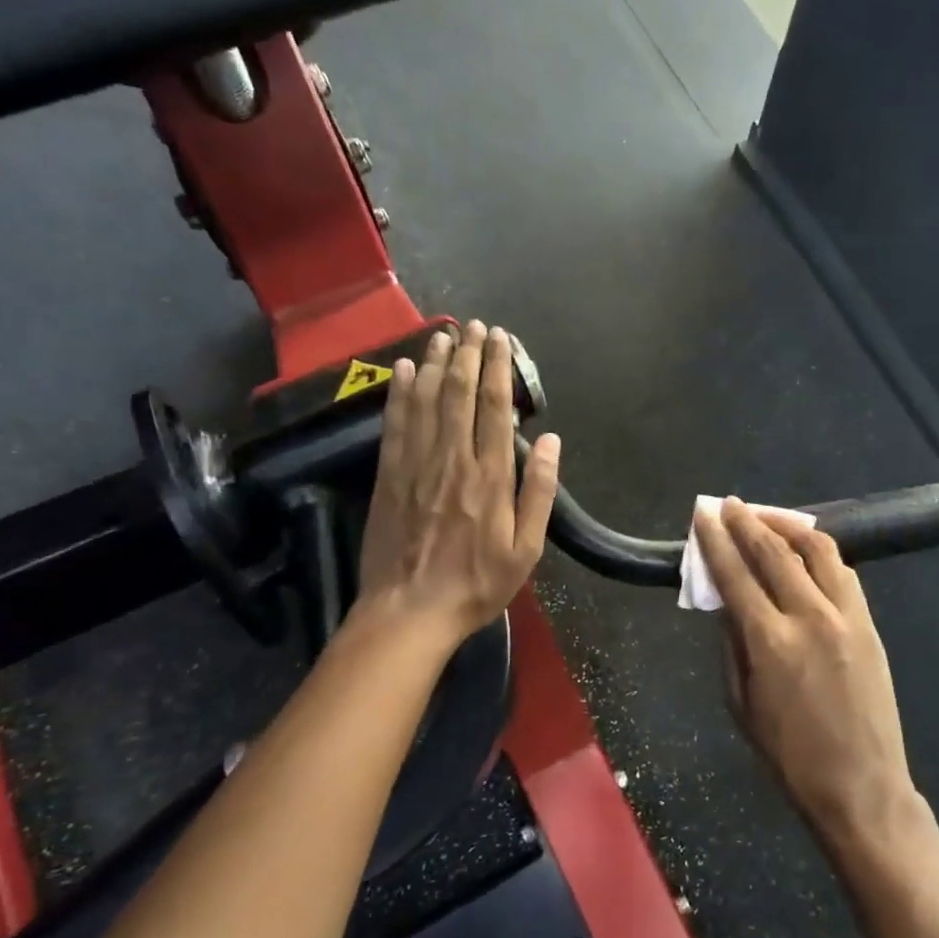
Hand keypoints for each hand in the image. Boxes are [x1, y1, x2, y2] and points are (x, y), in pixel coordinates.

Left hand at [355, 321, 559, 648]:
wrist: (409, 611)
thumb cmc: (476, 585)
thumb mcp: (526, 550)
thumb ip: (538, 493)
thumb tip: (550, 441)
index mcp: (490, 477)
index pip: (494, 408)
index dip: (497, 368)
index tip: (500, 339)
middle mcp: (452, 460)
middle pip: (459, 394)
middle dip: (468, 355)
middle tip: (473, 326)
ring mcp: (415, 465)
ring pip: (426, 401)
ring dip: (435, 364)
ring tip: (442, 335)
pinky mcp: (388, 475)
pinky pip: (395, 424)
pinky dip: (400, 393)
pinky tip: (405, 370)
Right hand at [692, 499, 917, 845]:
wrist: (861, 786)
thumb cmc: (789, 755)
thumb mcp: (741, 704)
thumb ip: (732, 645)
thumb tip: (726, 602)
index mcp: (770, 642)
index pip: (735, 574)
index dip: (716, 541)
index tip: (704, 516)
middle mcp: (810, 617)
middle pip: (774, 552)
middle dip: (748, 522)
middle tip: (730, 505)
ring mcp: (847, 617)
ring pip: (818, 550)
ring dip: (788, 526)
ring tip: (768, 517)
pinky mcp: (869, 624)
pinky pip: (843, 573)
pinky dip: (820, 552)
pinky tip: (806, 550)